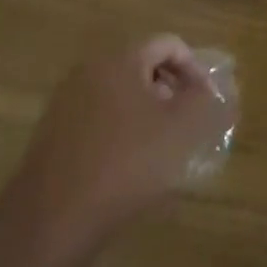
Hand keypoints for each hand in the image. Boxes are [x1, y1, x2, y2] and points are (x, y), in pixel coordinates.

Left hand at [10, 36, 238, 250]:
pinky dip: (121, 130)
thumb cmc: (127, 162)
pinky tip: (130, 165)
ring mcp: (65, 103)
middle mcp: (89, 71)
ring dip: (147, 112)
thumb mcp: (183, 128)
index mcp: (120, 59)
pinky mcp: (52, 135)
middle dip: (171, 90)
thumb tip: (215, 88)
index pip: (169, 44)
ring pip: (120, 94)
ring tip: (163, 146)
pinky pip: (99, 118)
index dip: (195, 68)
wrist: (51, 221)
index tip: (207, 100)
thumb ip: (206, 99)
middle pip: (142, 67)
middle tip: (188, 122)